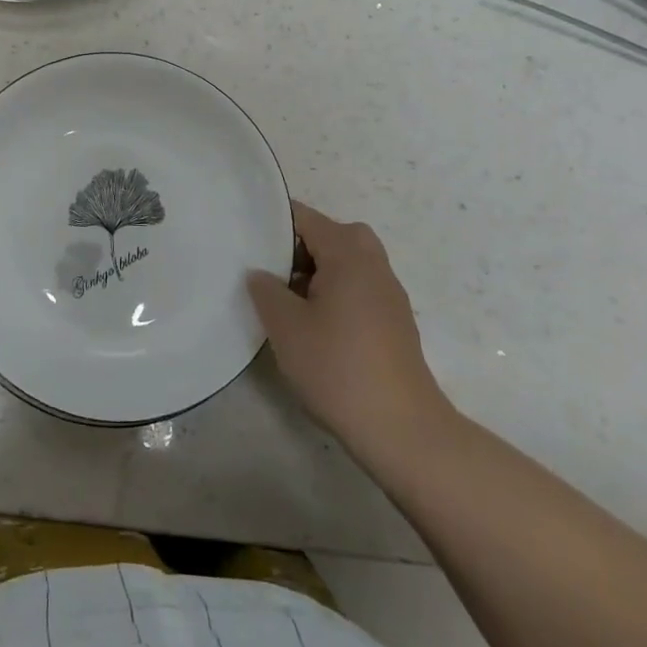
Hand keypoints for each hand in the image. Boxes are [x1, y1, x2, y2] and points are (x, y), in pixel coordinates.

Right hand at [247, 202, 454, 460]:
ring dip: (315, 271)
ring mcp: (388, 292)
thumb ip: (266, 289)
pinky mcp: (393, 320)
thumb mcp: (286, 326)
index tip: (245, 237)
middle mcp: (373, 263)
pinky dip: (333, 291)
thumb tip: (260, 273)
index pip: (304, 217)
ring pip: (344, 262)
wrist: (402, 430)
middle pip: (329, 235)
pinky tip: (313, 325)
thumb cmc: (338, 367)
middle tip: (267, 270)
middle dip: (296, 247)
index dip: (272, 222)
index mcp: (348, 253)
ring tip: (285, 299)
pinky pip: (356, 286)